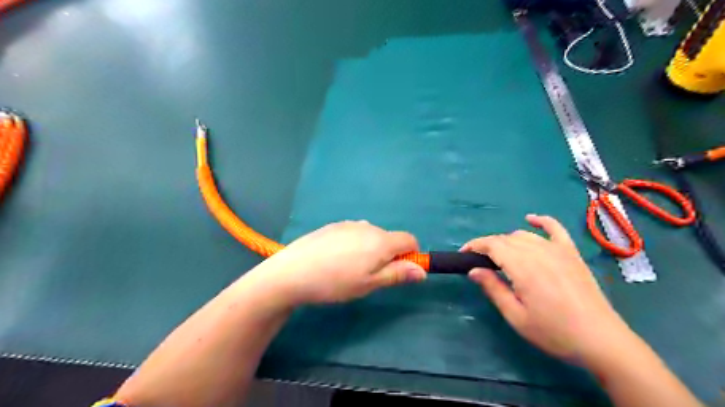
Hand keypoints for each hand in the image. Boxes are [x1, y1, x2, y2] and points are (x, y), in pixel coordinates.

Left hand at [249, 222, 425, 304]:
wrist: (293, 272)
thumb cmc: (335, 282)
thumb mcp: (369, 284)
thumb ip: (397, 274)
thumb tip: (422, 270)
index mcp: (381, 241)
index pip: (409, 239)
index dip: (411, 255)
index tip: (399, 271)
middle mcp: (368, 226)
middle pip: (389, 238)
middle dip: (388, 255)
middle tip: (369, 276)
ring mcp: (349, 224)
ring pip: (371, 236)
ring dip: (370, 250)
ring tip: (349, 269)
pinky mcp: (333, 226)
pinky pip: (354, 233)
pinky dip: (354, 244)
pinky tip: (335, 259)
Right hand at [465, 216, 635, 367]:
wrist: (601, 340)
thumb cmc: (554, 332)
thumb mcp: (516, 316)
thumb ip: (493, 289)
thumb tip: (473, 270)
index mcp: (523, 267)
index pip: (492, 245)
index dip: (474, 246)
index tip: (463, 254)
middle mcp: (539, 252)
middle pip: (505, 239)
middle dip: (488, 246)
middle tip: (479, 262)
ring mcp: (558, 250)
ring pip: (524, 235)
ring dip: (507, 241)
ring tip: (500, 255)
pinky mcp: (572, 253)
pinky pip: (555, 228)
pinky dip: (541, 221)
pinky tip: (531, 219)